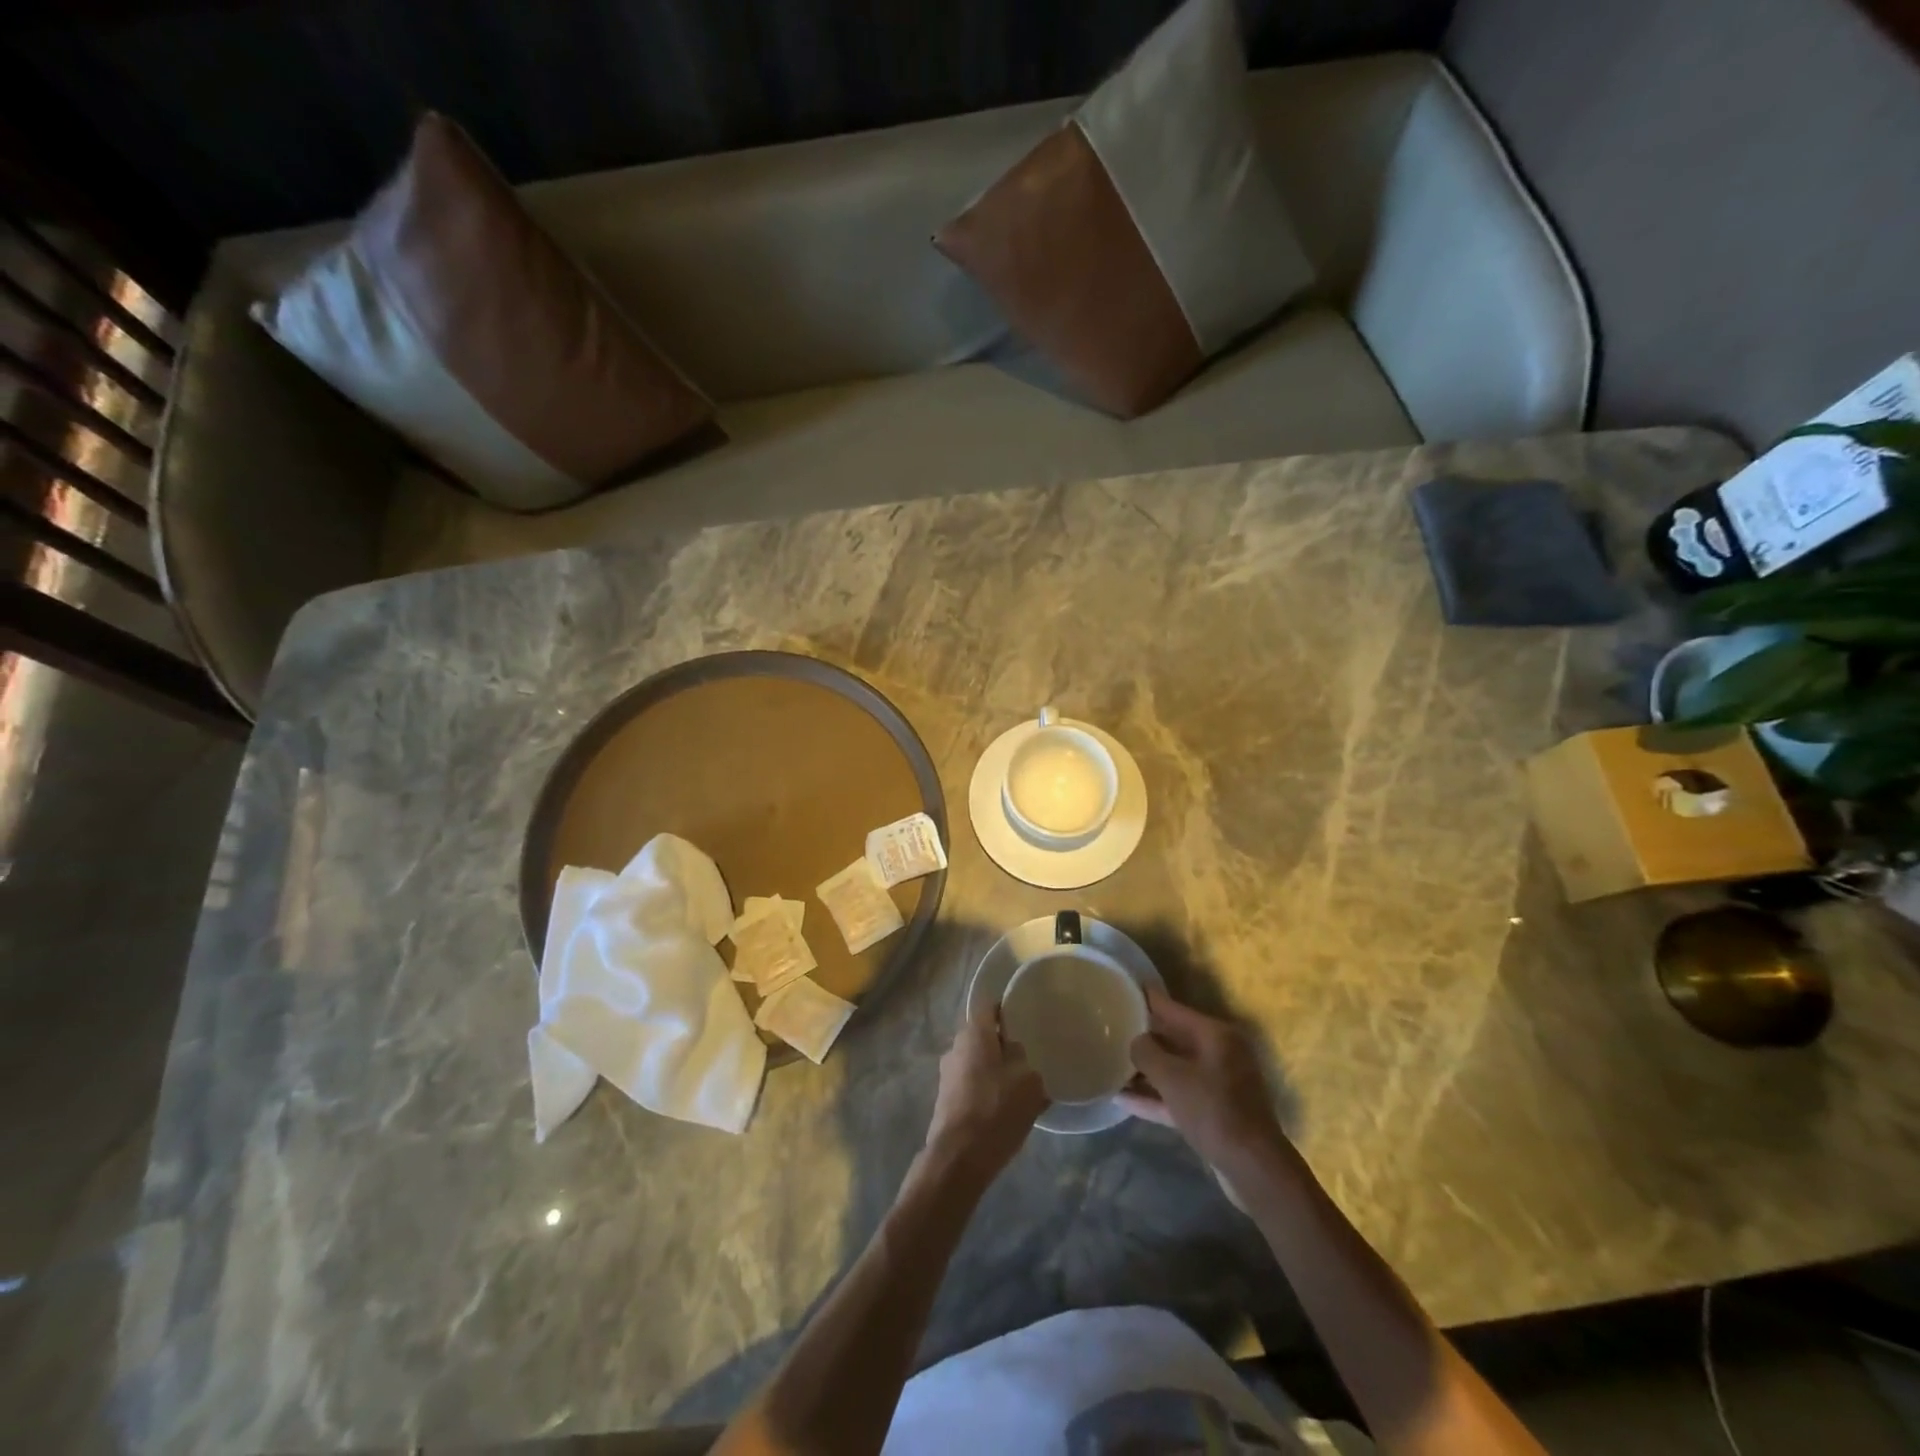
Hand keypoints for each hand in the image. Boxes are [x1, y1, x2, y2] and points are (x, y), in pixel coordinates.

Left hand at [923, 1003, 1048, 1181]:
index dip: (1005, 1010)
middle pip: (982, 1036)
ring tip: (1017, 1090)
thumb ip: (1024, 1060)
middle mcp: (955, 1047)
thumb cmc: (996, 1109)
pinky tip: (1002, 1111)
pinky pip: (970, 1085)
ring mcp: (946, 1074)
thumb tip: (1014, 1055)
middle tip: (1026, 1059)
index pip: (989, 1007)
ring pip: (976, 1063)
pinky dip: (985, 1092)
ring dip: (993, 1071)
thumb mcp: (1028, 1081)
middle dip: (1001, 1046)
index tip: (1023, 1020)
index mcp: (974, 1033)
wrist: (959, 1158)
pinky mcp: (944, 1100)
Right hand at [1121, 990, 1287, 1174]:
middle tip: (1112, 1028)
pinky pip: (1178, 1096)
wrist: (1252, 1168)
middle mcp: (1220, 1053)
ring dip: (1146, 1071)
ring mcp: (1219, 1084)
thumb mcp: (1172, 1077)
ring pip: (1175, 1069)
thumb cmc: (1213, 1110)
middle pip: (1174, 1038)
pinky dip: (1155, 1096)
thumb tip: (1136, 1042)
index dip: (1149, 998)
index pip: (1174, 1008)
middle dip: (1144, 1037)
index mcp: (1216, 1035)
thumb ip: (1147, 1053)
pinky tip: (1123, 1100)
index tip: (1126, 986)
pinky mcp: (1214, 1112)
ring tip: (1111, 1064)